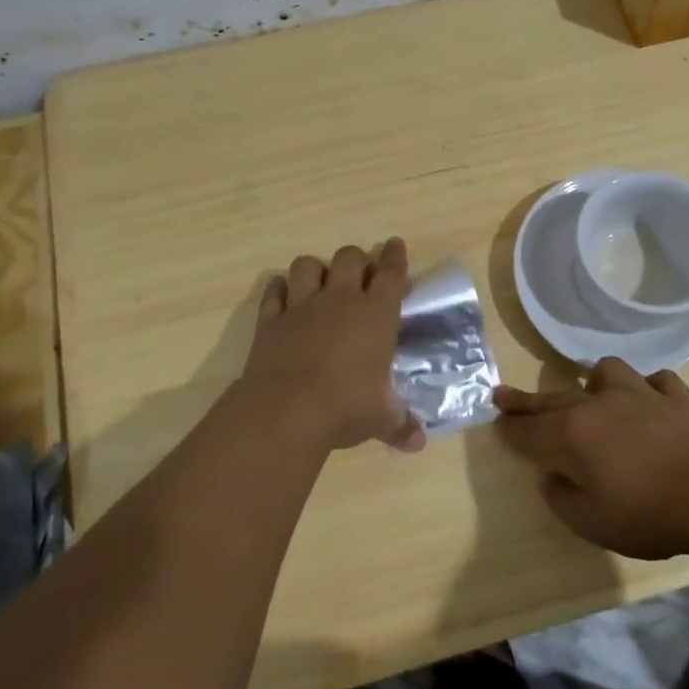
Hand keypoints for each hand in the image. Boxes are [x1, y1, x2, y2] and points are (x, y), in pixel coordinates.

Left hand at [243, 238, 424, 452]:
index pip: (390, 274)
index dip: (395, 257)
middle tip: (360, 273)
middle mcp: (340, 301)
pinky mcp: (270, 320)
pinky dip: (279, 289)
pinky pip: (274, 292)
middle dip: (356, 260)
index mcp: (376, 315)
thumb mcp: (380, 418)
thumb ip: (400, 424)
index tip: (395, 244)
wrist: (287, 409)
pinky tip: (283, 294)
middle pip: (349, 258)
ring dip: (316, 268)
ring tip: (320, 281)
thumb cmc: (346, 407)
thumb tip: (417, 444)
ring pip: (307, 265)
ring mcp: (302, 306)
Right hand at [494, 358, 688, 558]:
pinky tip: (648, 399)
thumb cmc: (648, 513)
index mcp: (576, 433)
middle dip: (528, 400)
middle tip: (504, 395)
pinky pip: (657, 381)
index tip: (497, 421)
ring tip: (593, 392)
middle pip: (556, 398)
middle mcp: (603, 404)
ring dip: (594, 381)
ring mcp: (642, 395)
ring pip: (609, 372)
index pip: (532, 428)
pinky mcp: (678, 399)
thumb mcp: (593, 522)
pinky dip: (648, 388)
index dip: (512, 427)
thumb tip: (551, 479)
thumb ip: (563, 499)